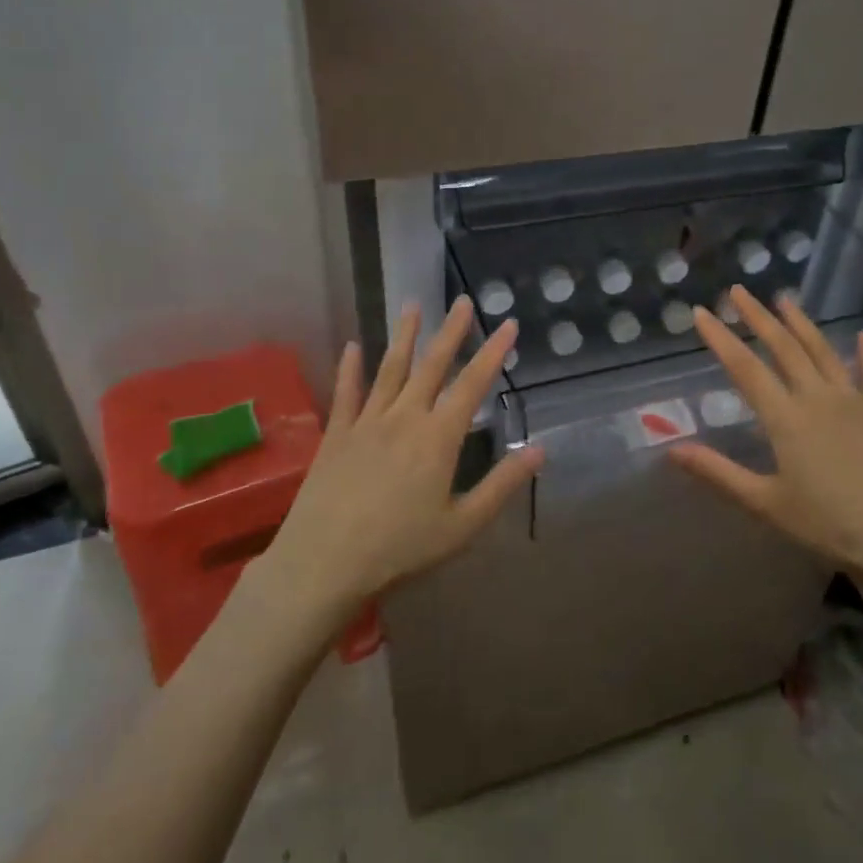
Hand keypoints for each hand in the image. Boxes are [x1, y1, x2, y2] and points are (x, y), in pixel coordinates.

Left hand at [257, 297, 542, 629]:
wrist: (324, 562)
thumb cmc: (400, 548)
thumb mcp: (462, 526)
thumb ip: (501, 485)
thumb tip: (539, 450)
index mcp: (438, 438)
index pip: (472, 385)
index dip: (493, 353)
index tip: (507, 324)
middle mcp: (404, 418)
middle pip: (432, 366)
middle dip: (451, 331)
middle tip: (462, 300)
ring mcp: (367, 422)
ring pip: (390, 369)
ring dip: (404, 336)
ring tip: (412, 305)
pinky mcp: (336, 434)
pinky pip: (346, 392)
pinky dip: (350, 368)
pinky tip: (352, 346)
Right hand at [668, 286, 862, 617]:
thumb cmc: (830, 525)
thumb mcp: (766, 504)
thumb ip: (718, 472)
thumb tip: (672, 449)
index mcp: (786, 419)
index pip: (745, 368)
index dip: (720, 338)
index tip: (701, 313)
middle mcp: (818, 398)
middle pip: (783, 347)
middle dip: (758, 317)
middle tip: (738, 291)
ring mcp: (855, 401)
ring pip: (823, 351)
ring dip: (801, 323)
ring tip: (784, 299)